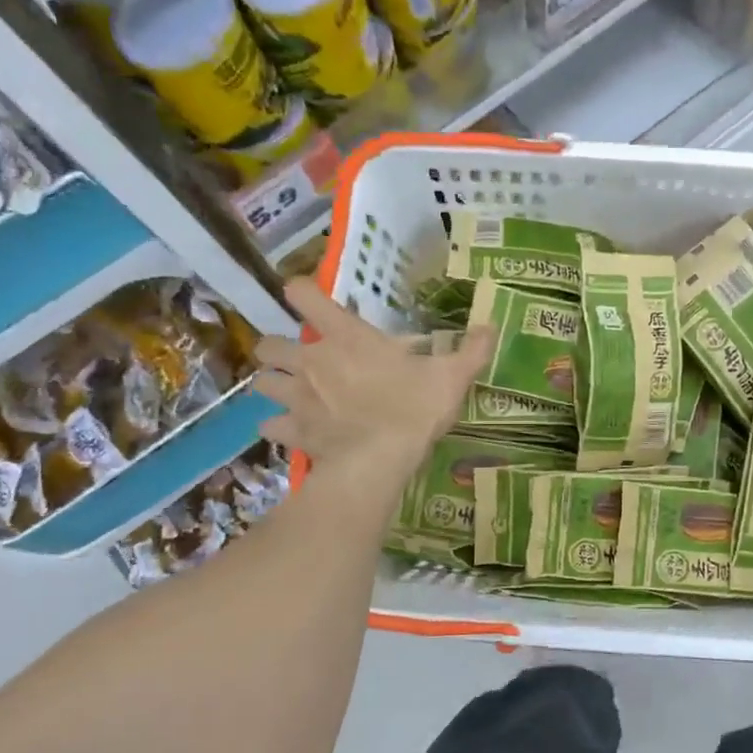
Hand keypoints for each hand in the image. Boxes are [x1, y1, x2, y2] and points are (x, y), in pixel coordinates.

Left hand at [253, 279, 496, 483]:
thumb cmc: (413, 409)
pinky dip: (278, 426)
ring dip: (274, 383)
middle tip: (303, 359)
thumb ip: (472, 351)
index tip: (309, 298)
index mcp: (345, 336)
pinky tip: (294, 430)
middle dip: (280, 348)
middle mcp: (311, 360)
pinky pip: (270, 425)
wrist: (379, 461)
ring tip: (292, 392)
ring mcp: (295, 396)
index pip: (304, 295)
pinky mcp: (292, 431)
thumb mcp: (451, 377)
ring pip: (262, 381)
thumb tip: (491, 326)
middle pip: (269, 342)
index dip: (302, 292)